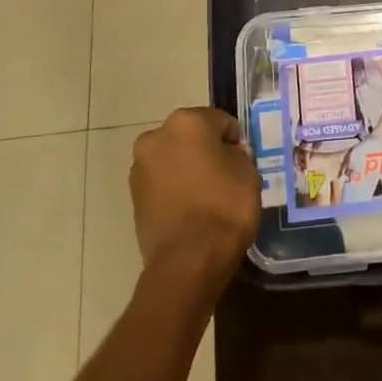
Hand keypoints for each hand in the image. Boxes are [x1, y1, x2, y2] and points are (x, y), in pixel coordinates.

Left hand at [130, 108, 260, 287]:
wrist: (188, 259)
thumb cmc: (225, 206)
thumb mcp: (248, 173)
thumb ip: (238, 156)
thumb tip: (229, 156)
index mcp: (186, 122)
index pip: (219, 121)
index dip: (235, 140)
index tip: (244, 160)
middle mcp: (156, 137)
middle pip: (190, 137)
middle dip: (206, 150)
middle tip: (226, 174)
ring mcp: (140, 168)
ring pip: (173, 159)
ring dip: (188, 169)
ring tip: (208, 196)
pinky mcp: (133, 197)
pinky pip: (162, 183)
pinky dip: (175, 189)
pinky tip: (192, 210)